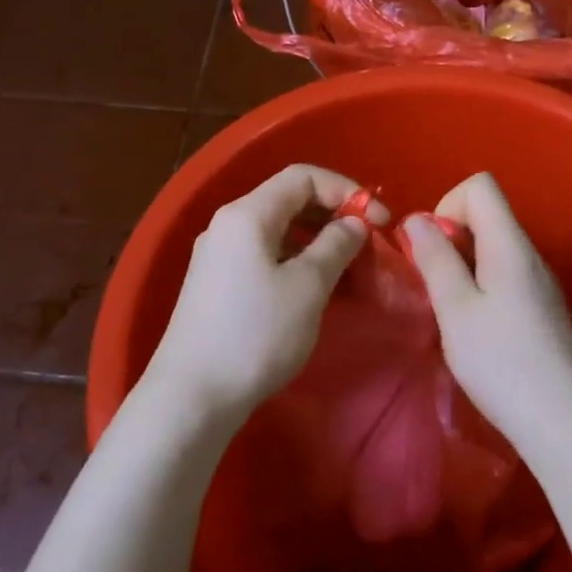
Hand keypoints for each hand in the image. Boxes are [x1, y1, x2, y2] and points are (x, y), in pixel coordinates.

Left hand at [145, 164, 385, 424]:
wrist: (192, 395)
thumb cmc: (256, 334)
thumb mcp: (308, 286)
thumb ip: (336, 245)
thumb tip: (353, 224)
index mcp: (248, 214)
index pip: (303, 176)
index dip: (346, 190)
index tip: (379, 221)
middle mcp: (228, 224)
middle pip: (288, 199)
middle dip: (333, 214)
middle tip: (367, 243)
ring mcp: (218, 255)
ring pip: (278, 230)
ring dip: (317, 239)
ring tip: (347, 268)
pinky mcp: (216, 284)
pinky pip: (264, 254)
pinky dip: (295, 260)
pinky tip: (314, 287)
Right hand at [404, 172, 571, 455]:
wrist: (563, 422)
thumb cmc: (501, 362)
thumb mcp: (455, 309)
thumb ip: (435, 259)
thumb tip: (416, 219)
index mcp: (510, 244)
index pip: (480, 186)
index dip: (447, 205)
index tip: (432, 249)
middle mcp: (530, 254)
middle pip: (488, 215)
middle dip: (450, 238)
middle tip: (434, 284)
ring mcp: (541, 283)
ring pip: (494, 248)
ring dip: (463, 265)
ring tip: (451, 311)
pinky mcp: (543, 309)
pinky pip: (506, 275)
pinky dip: (481, 287)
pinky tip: (475, 330)